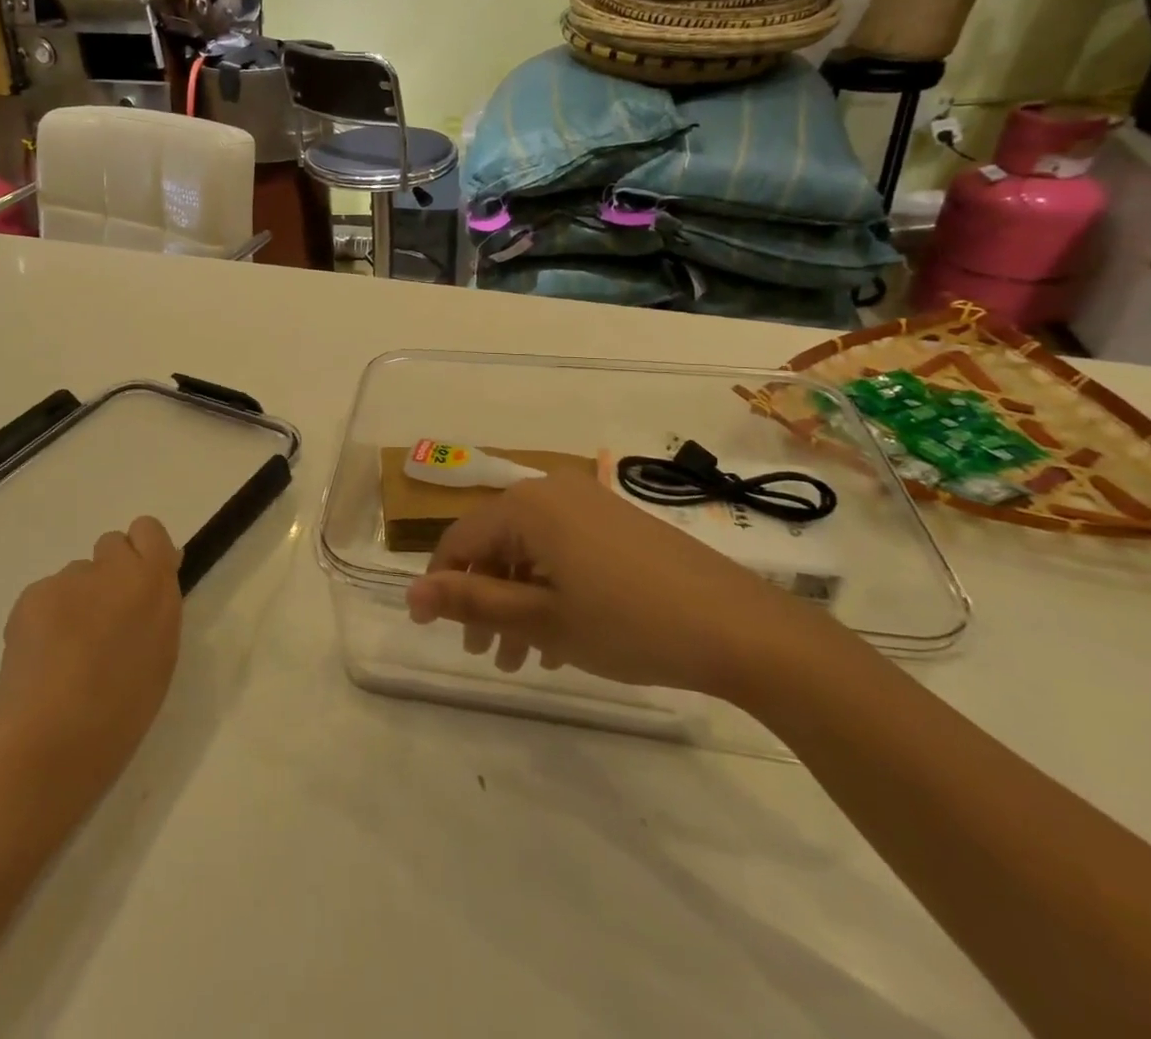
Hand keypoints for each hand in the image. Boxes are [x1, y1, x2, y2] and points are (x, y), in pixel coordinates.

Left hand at [0, 516, 183, 815]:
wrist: (51, 743)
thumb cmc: (122, 709)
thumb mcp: (161, 653)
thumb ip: (158, 605)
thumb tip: (151, 578)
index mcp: (153, 582)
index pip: (148, 530)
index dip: (143, 553)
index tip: (139, 585)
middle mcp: (111, 568)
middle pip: (112, 545)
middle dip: (110, 574)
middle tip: (104, 620)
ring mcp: (67, 580)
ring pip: (77, 575)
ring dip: (78, 600)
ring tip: (68, 652)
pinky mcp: (30, 596)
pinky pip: (46, 595)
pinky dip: (47, 618)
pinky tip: (44, 658)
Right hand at [405, 474, 811, 698]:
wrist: (740, 628)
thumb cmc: (627, 622)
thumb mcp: (541, 619)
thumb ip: (471, 603)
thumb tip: (410, 596)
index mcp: (526, 505)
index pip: (460, 540)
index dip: (440, 584)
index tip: (430, 629)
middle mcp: (553, 491)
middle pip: (496, 543)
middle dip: (484, 600)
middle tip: (484, 654)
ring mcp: (589, 503)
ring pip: (531, 550)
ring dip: (518, 600)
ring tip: (522, 658)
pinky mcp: (618, 522)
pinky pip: (564, 549)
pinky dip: (551, 588)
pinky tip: (562, 636)